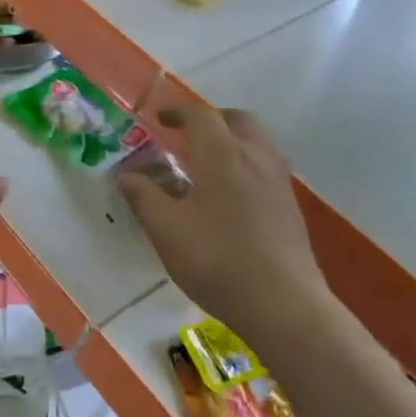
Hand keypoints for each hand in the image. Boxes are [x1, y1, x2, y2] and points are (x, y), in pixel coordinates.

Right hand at [117, 104, 327, 345]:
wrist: (282, 303)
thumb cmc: (217, 260)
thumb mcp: (166, 230)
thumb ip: (143, 197)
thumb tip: (125, 175)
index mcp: (223, 154)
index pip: (200, 116)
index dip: (177, 113)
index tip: (159, 119)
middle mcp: (255, 157)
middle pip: (237, 120)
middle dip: (211, 120)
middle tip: (188, 134)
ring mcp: (278, 180)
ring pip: (257, 141)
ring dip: (232, 139)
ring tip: (209, 161)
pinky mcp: (290, 205)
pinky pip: (267, 165)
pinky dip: (246, 162)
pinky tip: (232, 193)